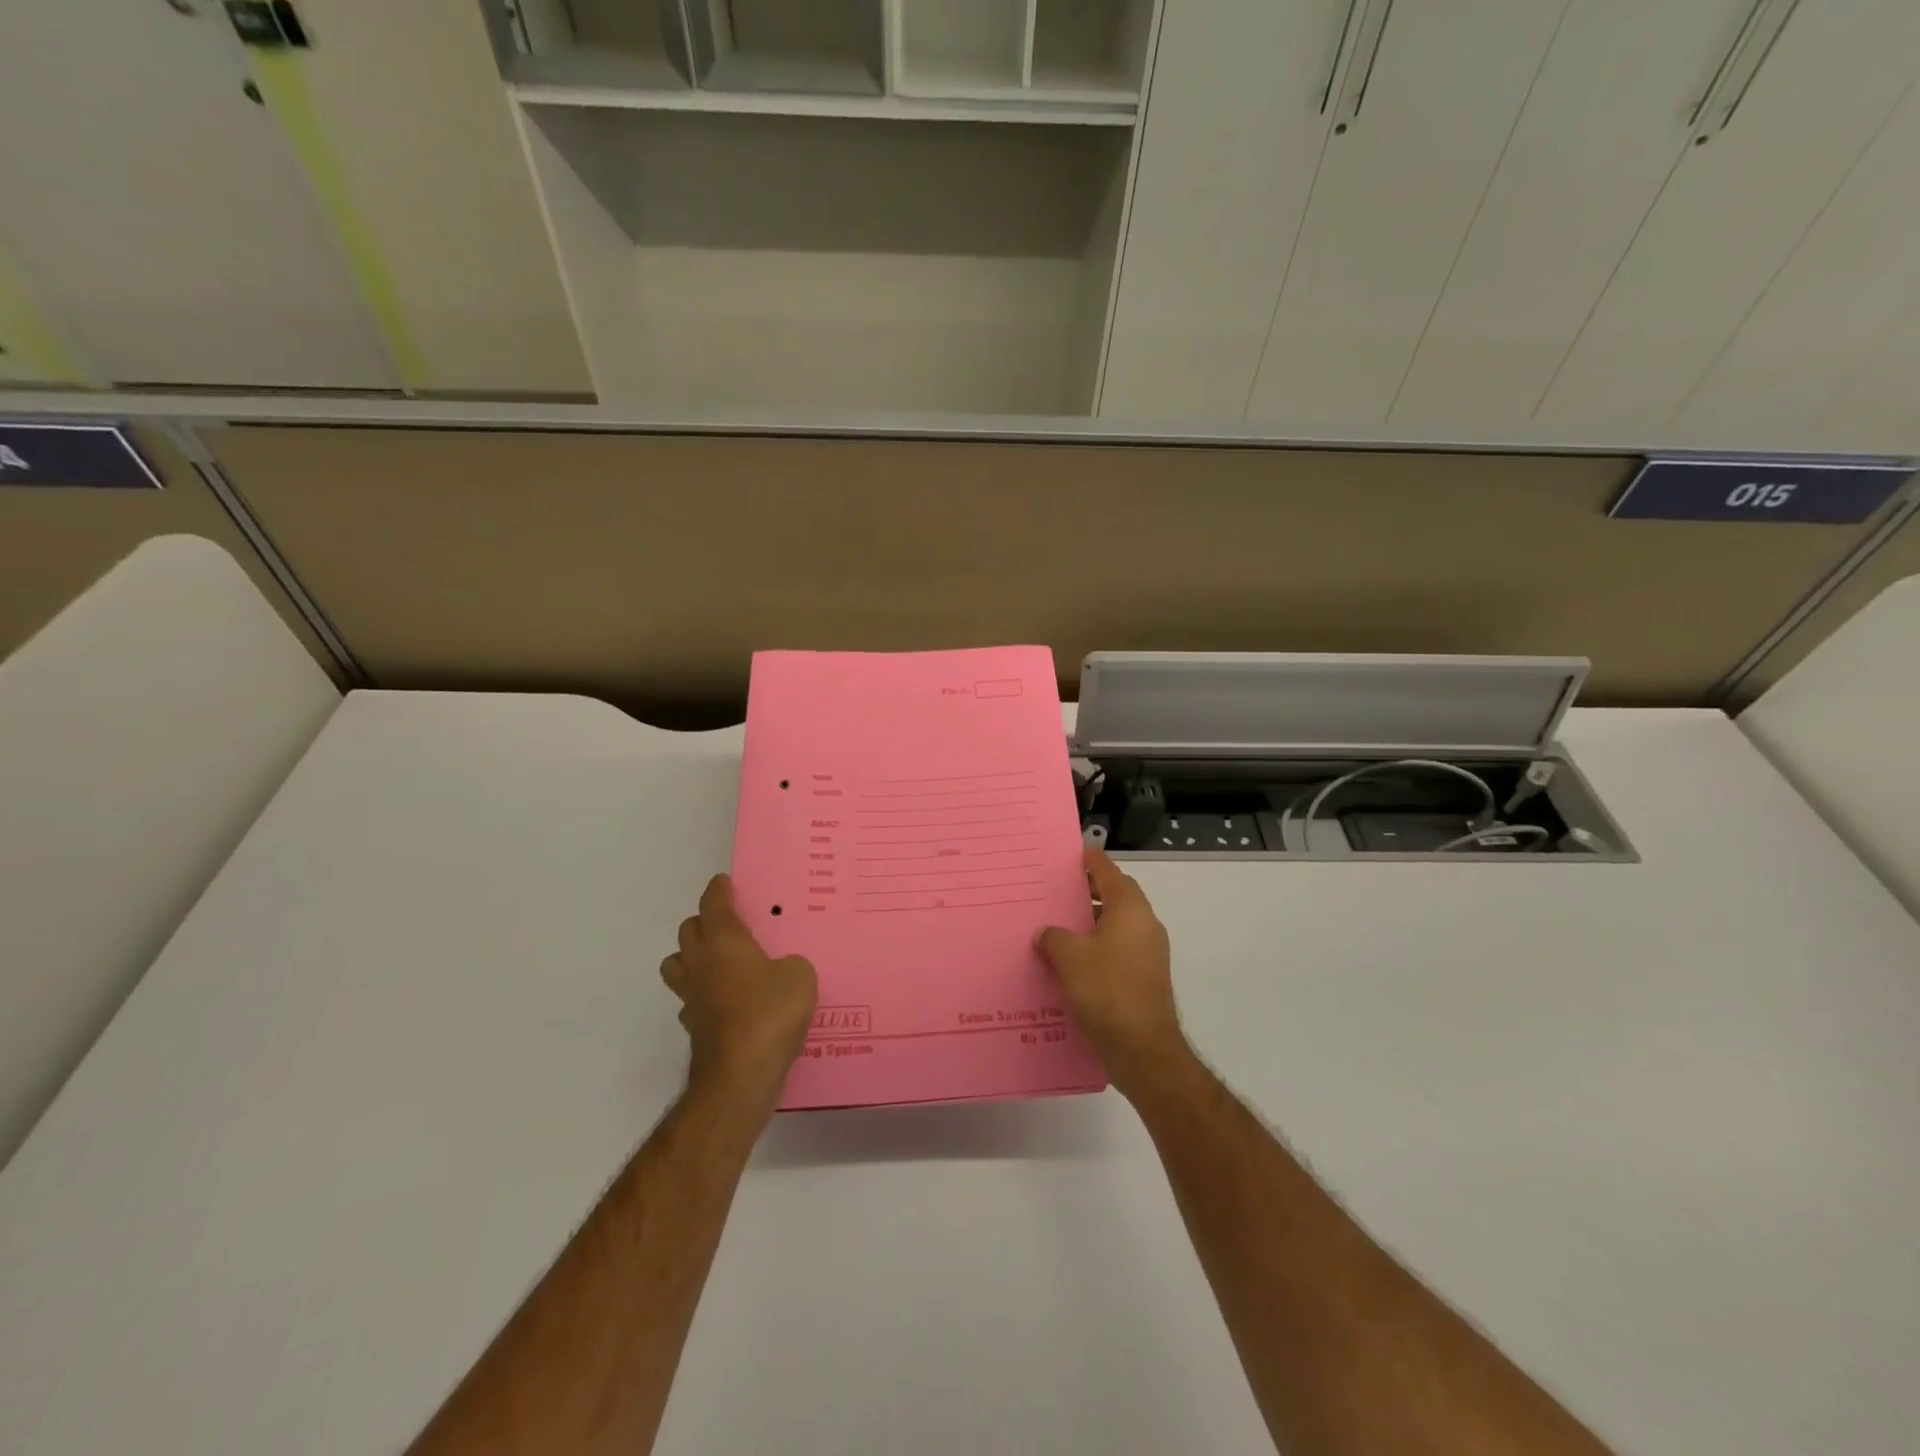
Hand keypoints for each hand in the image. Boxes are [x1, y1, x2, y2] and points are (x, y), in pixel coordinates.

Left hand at [660, 875, 817, 1109]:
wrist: (740, 1076)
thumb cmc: (770, 1012)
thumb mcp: (799, 976)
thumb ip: (789, 964)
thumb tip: (780, 971)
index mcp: (723, 942)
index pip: (713, 905)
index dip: (718, 890)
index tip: (723, 882)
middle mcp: (701, 964)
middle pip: (688, 931)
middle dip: (704, 922)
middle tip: (728, 924)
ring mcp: (692, 998)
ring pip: (678, 965)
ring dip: (693, 957)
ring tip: (719, 962)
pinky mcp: (694, 1028)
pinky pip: (692, 1000)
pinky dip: (704, 995)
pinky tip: (727, 1002)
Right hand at [1036, 849, 1189, 1099]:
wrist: (1142, 1049)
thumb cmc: (1106, 991)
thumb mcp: (1069, 957)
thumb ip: (1054, 937)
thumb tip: (1047, 933)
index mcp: (1129, 910)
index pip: (1109, 872)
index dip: (1091, 861)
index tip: (1074, 854)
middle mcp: (1144, 925)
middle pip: (1115, 897)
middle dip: (1088, 892)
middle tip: (1058, 891)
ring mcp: (1148, 953)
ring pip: (1116, 926)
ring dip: (1090, 923)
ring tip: (1057, 926)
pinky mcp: (1144, 979)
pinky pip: (1117, 950)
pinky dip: (1097, 948)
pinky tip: (1070, 962)